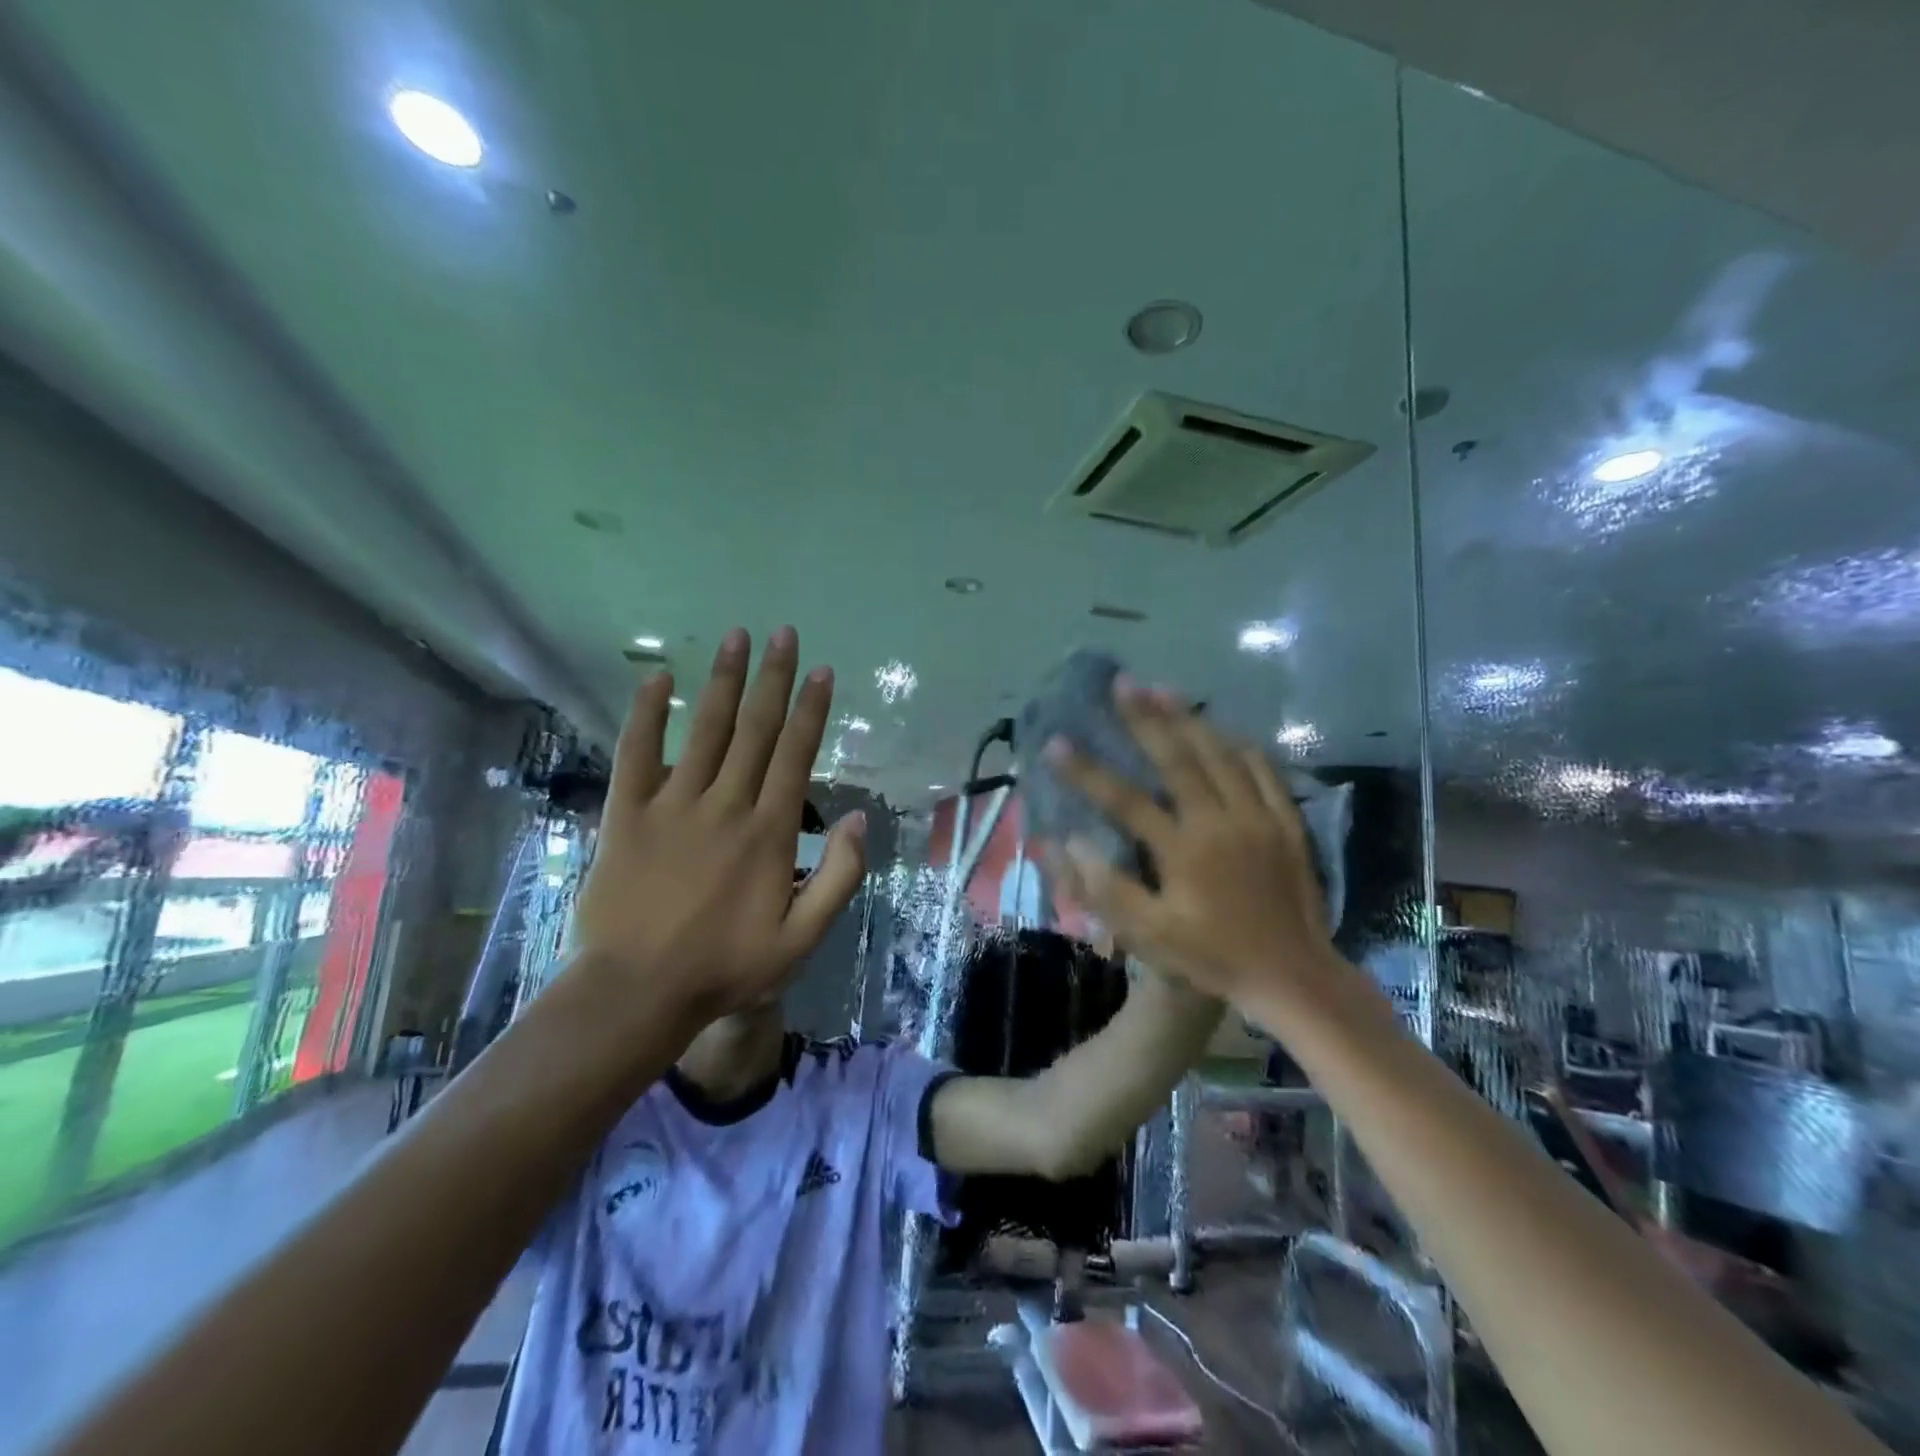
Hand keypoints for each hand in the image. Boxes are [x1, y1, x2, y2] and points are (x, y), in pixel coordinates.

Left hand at [569, 626, 865, 1021]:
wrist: (637, 991)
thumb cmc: (725, 968)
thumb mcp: (801, 940)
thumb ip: (839, 879)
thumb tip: (861, 819)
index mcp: (769, 832)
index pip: (795, 755)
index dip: (811, 710)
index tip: (822, 671)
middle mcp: (725, 804)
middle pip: (755, 729)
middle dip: (773, 678)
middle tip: (784, 634)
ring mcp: (673, 804)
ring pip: (705, 730)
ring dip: (724, 681)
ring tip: (736, 638)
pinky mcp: (628, 813)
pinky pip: (636, 753)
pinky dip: (647, 714)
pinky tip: (658, 678)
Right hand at [1042, 679, 1336, 1005]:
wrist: (1292, 975)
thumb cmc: (1212, 957)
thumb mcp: (1149, 936)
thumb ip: (1106, 887)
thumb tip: (1068, 840)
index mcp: (1182, 850)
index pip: (1124, 799)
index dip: (1086, 771)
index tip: (1056, 743)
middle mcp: (1219, 821)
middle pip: (1177, 758)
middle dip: (1145, 718)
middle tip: (1121, 684)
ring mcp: (1258, 817)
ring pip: (1221, 754)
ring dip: (1189, 719)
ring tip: (1163, 690)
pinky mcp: (1286, 822)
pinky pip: (1264, 770)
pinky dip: (1239, 744)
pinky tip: (1223, 730)